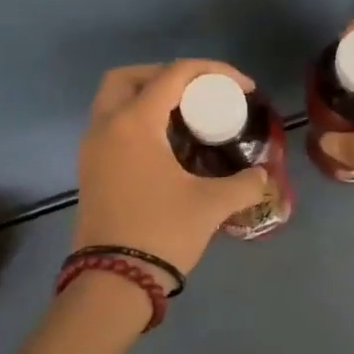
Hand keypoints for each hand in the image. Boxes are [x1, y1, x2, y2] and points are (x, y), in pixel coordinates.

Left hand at [71, 60, 272, 279]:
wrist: (114, 282)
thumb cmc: (162, 232)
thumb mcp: (212, 205)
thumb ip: (245, 183)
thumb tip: (263, 176)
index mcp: (134, 123)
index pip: (174, 74)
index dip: (214, 71)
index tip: (244, 88)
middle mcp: (106, 126)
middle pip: (129, 76)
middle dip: (167, 74)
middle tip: (200, 92)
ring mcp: (92, 148)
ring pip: (114, 100)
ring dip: (149, 96)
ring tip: (187, 115)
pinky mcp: (90, 169)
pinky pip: (112, 124)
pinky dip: (138, 119)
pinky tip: (168, 143)